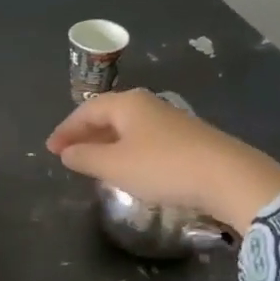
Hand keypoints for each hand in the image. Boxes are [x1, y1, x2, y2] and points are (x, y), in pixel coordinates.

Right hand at [46, 90, 279, 234]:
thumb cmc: (163, 167)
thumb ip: (86, 157)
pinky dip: (128, 150)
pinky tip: (129, 167)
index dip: (66, 130)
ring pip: (128, 127)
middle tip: (68, 154)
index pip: (87, 110)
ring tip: (94, 162)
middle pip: (108, 115)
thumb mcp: (115, 166)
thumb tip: (67, 152)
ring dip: (107, 142)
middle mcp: (148, 104)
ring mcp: (171, 120)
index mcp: (127, 103)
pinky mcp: (188, 138)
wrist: (228, 176)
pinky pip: (145, 139)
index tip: (51, 149)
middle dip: (85, 134)